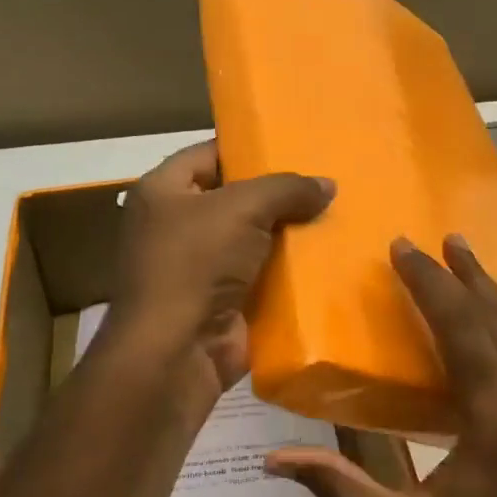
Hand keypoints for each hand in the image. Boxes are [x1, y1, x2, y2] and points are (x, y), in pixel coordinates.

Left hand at [106, 141, 333, 397]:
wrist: (177, 351)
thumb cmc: (195, 262)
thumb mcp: (242, 208)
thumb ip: (286, 189)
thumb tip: (328, 185)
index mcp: (162, 192)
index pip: (208, 155)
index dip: (247, 148)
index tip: (292, 146)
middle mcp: (174, 227)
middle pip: (234, 199)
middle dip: (276, 195)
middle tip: (323, 183)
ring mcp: (198, 269)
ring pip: (252, 241)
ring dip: (287, 236)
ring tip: (335, 216)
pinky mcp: (222, 303)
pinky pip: (261, 278)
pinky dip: (288, 273)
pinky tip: (326, 259)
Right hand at [266, 234, 496, 496]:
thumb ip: (339, 489)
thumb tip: (275, 459)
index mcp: (492, 417)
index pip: (458, 328)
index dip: (428, 284)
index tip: (400, 248)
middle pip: (489, 317)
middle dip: (454, 275)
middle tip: (423, 241)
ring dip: (489, 285)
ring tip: (464, 248)